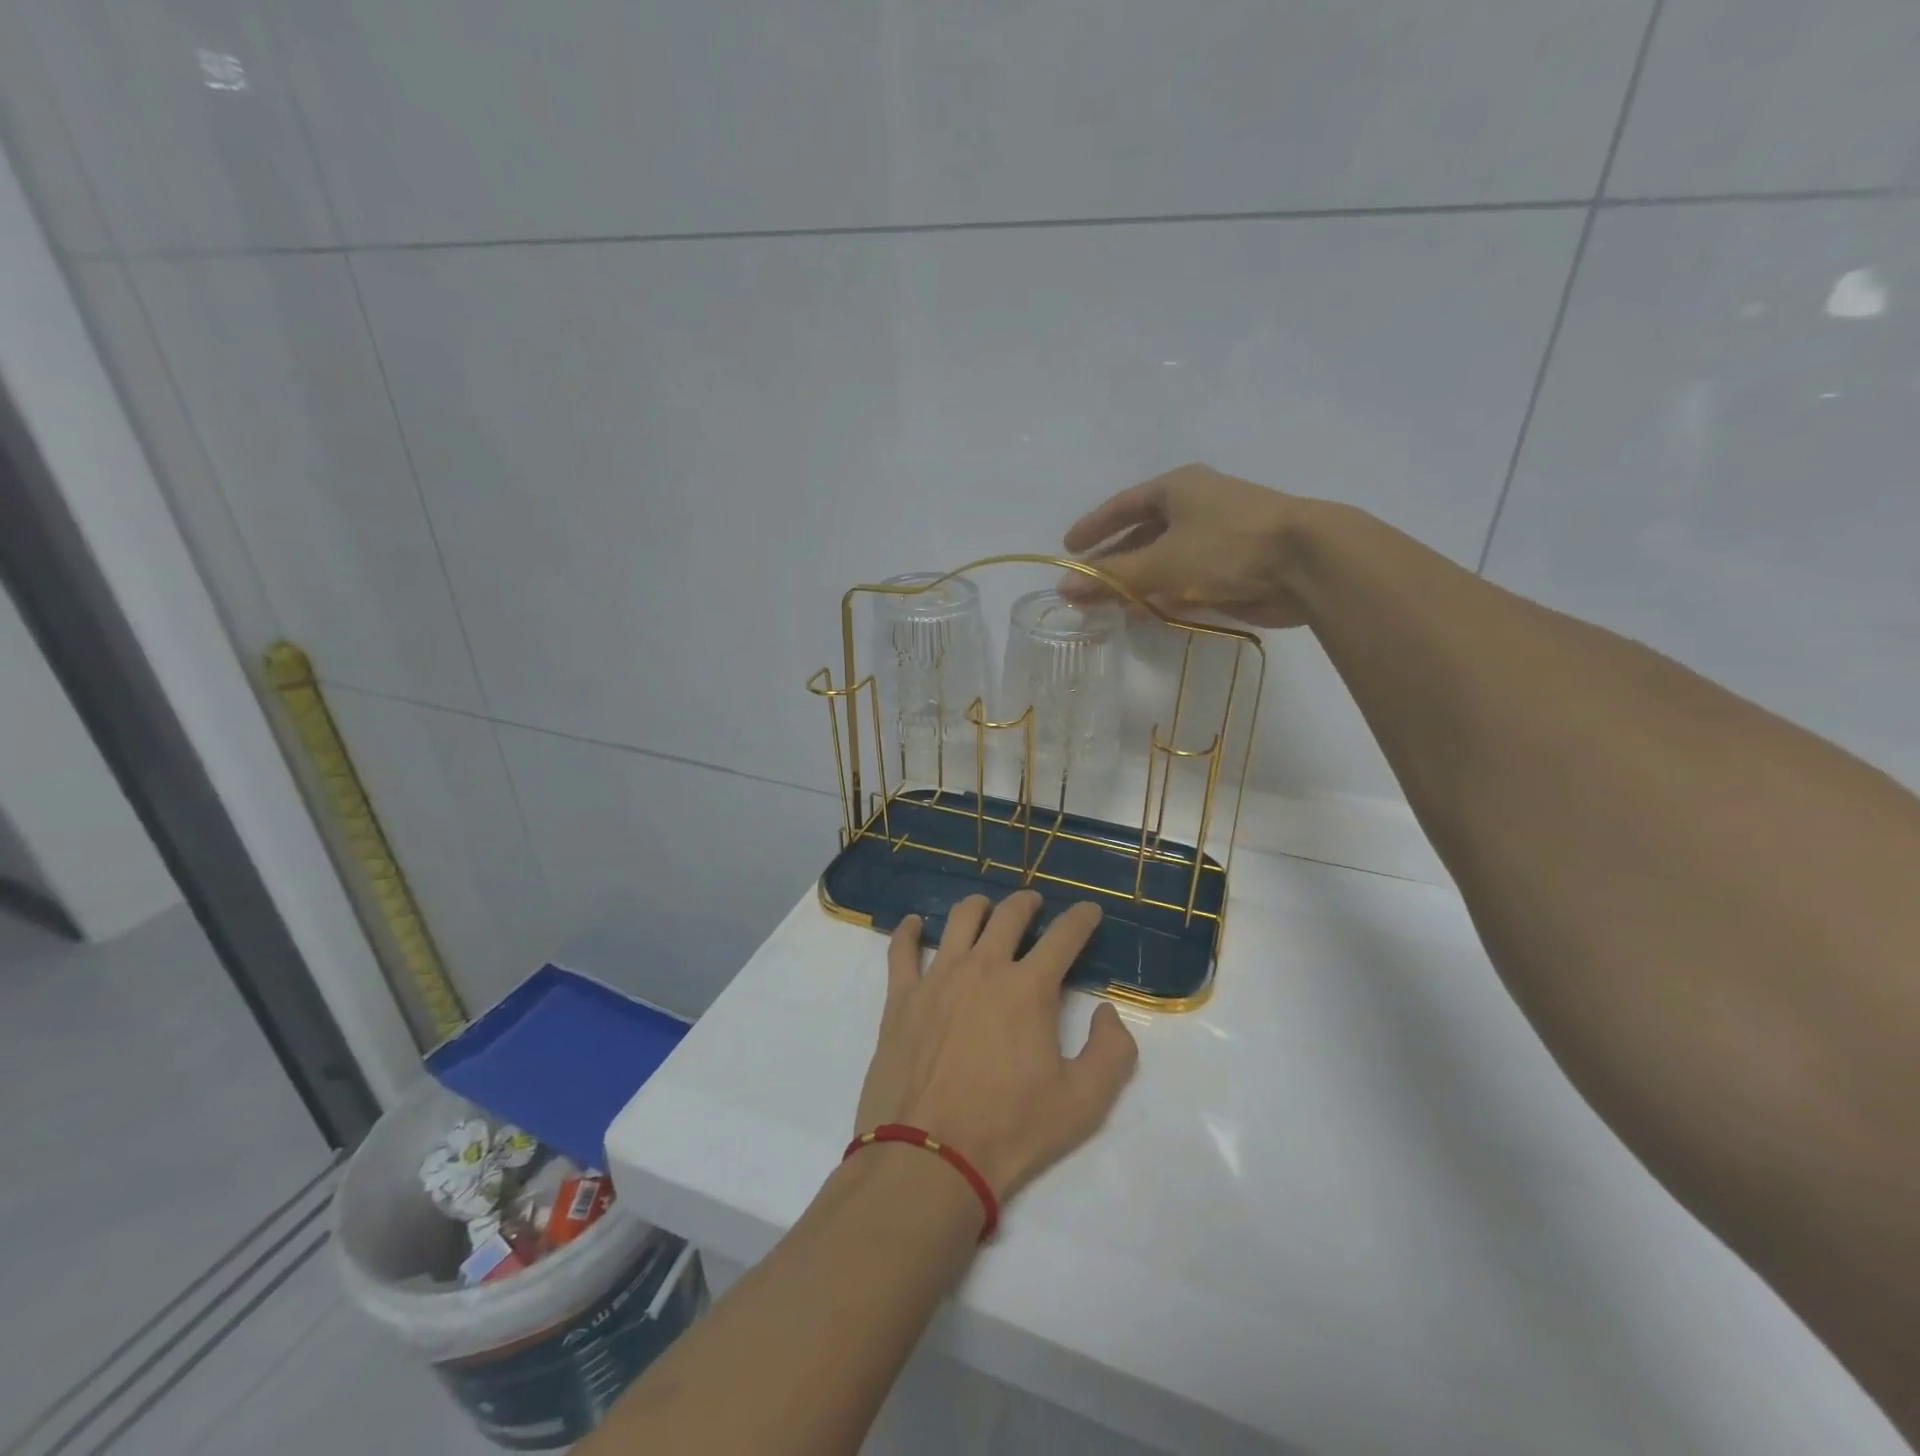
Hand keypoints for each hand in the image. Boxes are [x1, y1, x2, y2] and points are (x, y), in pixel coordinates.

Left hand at [853, 892, 1138, 1200]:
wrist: (928, 1158)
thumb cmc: (1009, 1130)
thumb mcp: (1084, 1102)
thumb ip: (1112, 1051)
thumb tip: (1106, 1011)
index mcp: (1028, 988)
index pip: (1064, 936)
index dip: (1081, 918)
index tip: (1089, 911)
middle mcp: (983, 968)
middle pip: (1009, 915)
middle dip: (1028, 903)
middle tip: (1035, 905)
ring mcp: (937, 977)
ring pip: (959, 919)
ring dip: (979, 906)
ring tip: (986, 909)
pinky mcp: (901, 997)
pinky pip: (902, 949)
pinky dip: (908, 930)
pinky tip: (913, 924)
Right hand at [1060, 463, 1315, 627]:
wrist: (1307, 563)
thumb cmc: (1226, 548)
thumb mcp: (1159, 562)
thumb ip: (1110, 577)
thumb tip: (1065, 588)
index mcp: (1177, 489)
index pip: (1123, 505)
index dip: (1094, 527)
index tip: (1068, 549)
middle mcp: (1196, 507)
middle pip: (1142, 535)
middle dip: (1113, 562)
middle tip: (1085, 587)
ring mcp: (1217, 538)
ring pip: (1164, 561)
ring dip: (1136, 583)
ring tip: (1106, 607)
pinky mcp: (1233, 568)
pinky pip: (1186, 580)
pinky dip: (1163, 595)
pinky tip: (1143, 614)